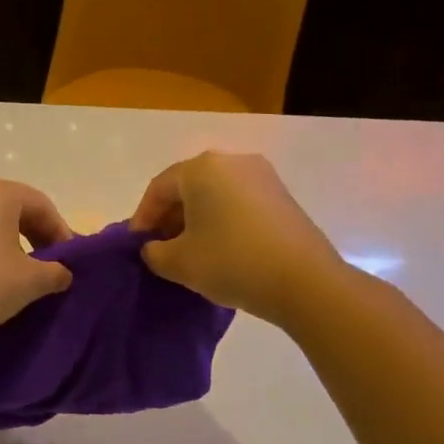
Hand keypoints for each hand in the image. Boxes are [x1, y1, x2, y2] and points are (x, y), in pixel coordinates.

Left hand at [0, 179, 74, 344]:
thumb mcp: (32, 280)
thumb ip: (55, 272)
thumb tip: (62, 274)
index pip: (40, 205)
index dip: (60, 231)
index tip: (69, 260)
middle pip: (10, 209)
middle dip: (33, 235)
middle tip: (47, 264)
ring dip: (4, 243)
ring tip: (16, 274)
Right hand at [130, 151, 341, 324]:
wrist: (306, 282)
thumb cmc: (232, 262)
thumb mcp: (178, 263)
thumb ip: (154, 252)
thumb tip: (154, 248)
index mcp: (202, 168)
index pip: (158, 188)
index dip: (143, 217)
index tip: (137, 245)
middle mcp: (232, 161)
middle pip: (188, 187)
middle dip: (169, 217)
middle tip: (160, 248)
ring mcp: (262, 176)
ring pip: (214, 194)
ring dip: (196, 219)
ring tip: (189, 251)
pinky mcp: (282, 196)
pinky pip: (238, 202)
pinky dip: (222, 220)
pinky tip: (219, 249)